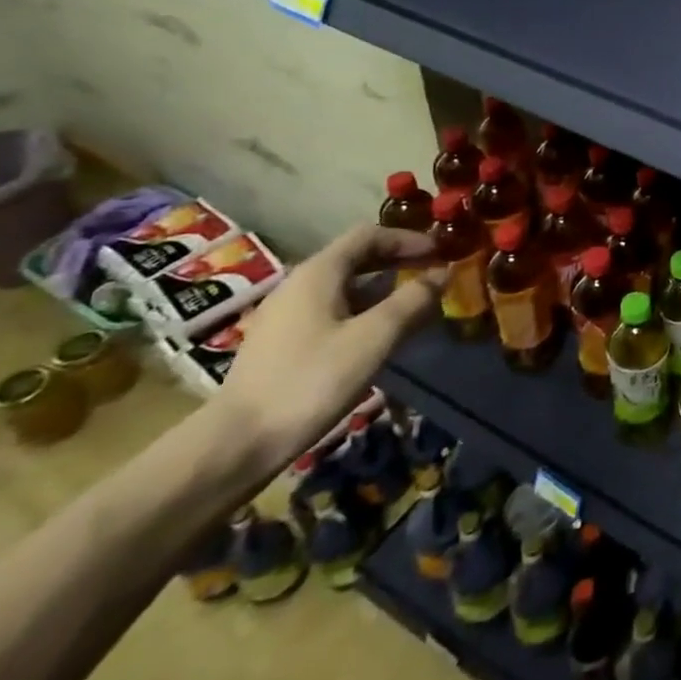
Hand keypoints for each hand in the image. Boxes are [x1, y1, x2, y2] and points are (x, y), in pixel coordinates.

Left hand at [212, 225, 443, 468]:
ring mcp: (286, 314)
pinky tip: (380, 334)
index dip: (409, 239)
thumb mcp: (375, 337)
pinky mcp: (282, 342)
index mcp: (318, 273)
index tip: (441, 252)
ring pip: (345, 286)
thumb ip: (413, 300)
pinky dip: (364, 309)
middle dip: (398, 260)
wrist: (237, 444)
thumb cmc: (311, 380)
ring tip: (414, 304)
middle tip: (434, 273)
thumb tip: (443, 273)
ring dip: (383, 287)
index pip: (369, 235)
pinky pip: (332, 309)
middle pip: (356, 257)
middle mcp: (299, 284)